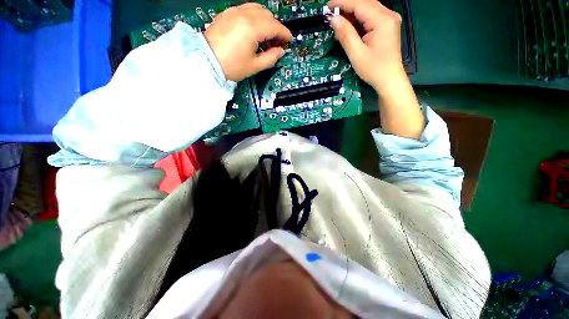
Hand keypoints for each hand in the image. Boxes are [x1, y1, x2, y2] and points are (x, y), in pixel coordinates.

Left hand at [204, 3, 292, 81]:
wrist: (206, 61)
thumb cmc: (231, 66)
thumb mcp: (255, 66)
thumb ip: (271, 58)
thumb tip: (280, 51)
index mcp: (252, 28)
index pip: (274, 26)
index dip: (284, 33)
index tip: (289, 40)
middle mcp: (243, 14)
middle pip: (267, 15)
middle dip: (276, 27)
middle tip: (277, 41)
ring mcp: (234, 11)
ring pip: (257, 8)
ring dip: (266, 20)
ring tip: (267, 35)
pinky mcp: (227, 13)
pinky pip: (246, 9)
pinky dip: (255, 17)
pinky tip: (255, 29)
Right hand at [328, 0, 405, 92]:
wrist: (389, 80)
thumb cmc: (373, 69)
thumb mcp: (356, 53)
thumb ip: (345, 34)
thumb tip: (333, 19)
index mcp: (382, 20)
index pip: (360, 4)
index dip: (343, 3)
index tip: (328, 5)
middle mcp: (388, 15)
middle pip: (365, 4)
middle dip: (347, 7)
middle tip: (332, 14)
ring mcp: (390, 20)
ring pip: (368, 10)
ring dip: (352, 14)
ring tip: (338, 22)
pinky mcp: (388, 26)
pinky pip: (371, 17)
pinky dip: (359, 20)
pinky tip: (350, 27)